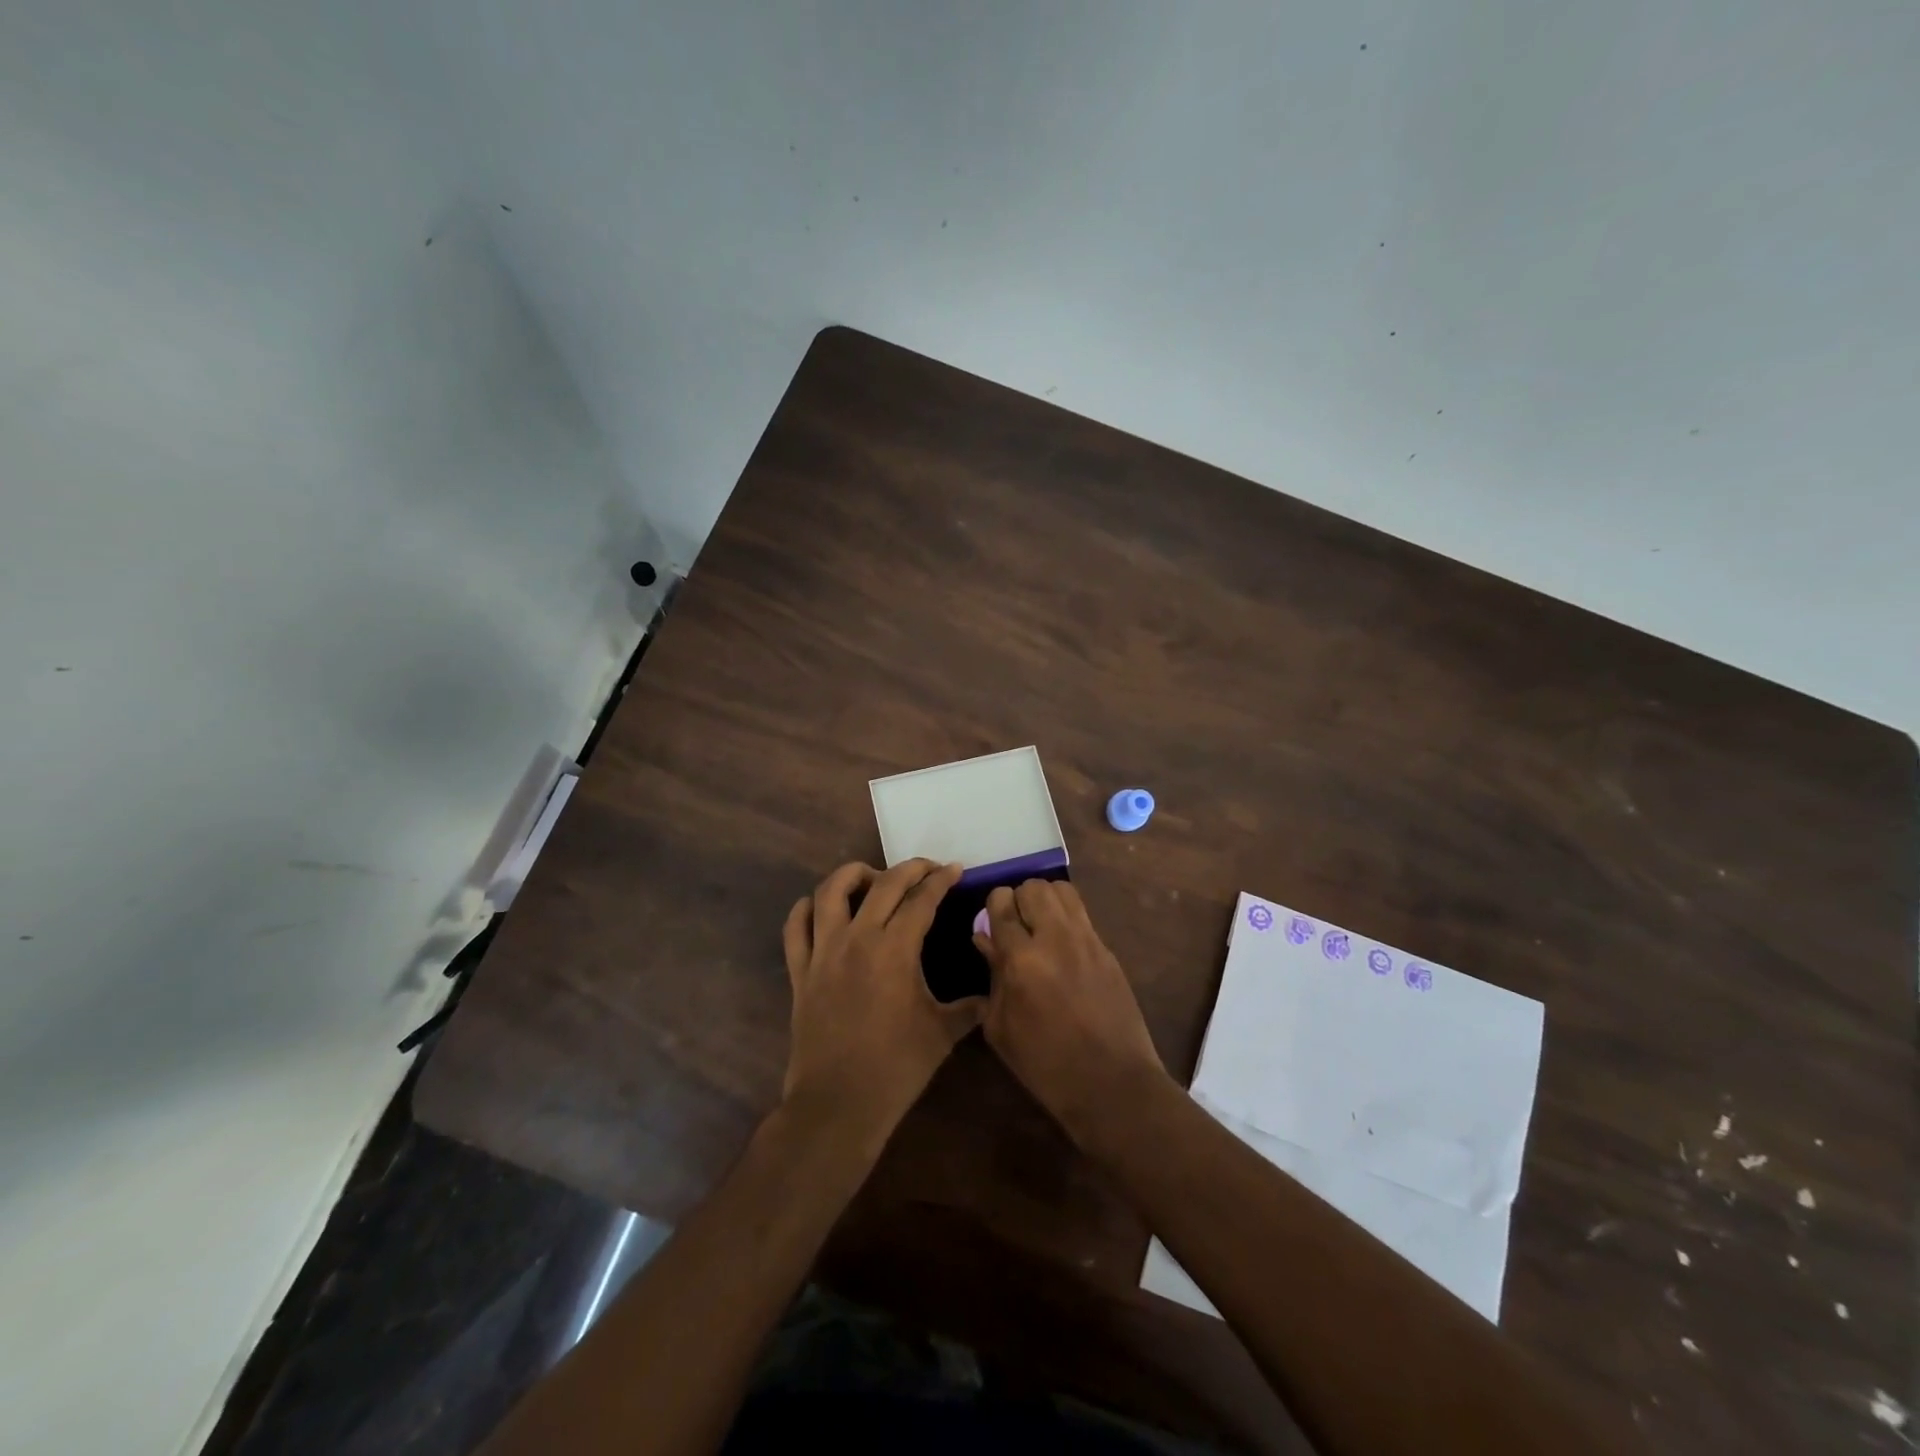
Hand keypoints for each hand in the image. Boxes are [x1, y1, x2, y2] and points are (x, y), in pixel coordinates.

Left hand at [781, 860, 981, 1144]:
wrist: (839, 1103)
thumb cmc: (896, 1068)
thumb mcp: (942, 1035)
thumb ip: (969, 1009)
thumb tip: (990, 996)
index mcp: (895, 949)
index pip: (921, 899)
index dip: (941, 880)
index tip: (955, 870)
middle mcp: (857, 938)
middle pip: (883, 883)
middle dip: (910, 868)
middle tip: (927, 869)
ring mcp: (823, 952)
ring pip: (830, 891)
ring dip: (854, 875)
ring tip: (873, 879)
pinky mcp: (800, 971)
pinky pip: (796, 927)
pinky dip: (807, 909)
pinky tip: (822, 908)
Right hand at [973, 879, 1168, 1148]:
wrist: (1112, 1084)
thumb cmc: (1045, 1065)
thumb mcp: (1001, 1028)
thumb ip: (992, 976)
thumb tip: (985, 938)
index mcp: (1022, 960)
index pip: (1002, 902)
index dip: (993, 907)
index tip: (992, 924)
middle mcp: (1055, 938)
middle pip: (1034, 886)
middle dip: (1019, 899)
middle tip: (1016, 925)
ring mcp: (1087, 940)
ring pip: (1062, 889)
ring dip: (1045, 900)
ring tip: (1040, 926)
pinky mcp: (1108, 949)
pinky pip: (1082, 914)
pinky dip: (1067, 918)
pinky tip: (1062, 946)